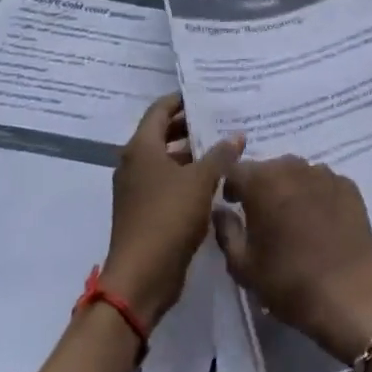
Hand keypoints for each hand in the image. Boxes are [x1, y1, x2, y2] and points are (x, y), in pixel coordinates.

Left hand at [101, 96, 242, 328]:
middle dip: (191, 125)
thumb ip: (220, 155)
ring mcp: (137, 190)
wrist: (142, 277)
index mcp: (141, 149)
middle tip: (223, 118)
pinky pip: (169, 182)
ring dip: (193, 153)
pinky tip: (217, 180)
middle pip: (163, 133)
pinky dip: (189, 176)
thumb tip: (237, 134)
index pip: (160, 110)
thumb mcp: (201, 181)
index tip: (208, 94)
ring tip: (226, 147)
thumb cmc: (168, 218)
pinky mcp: (145, 211)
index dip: (181, 99)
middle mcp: (134, 164)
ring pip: (167, 160)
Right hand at [211, 156, 371, 363]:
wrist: (348, 294)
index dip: (231, 185)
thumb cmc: (288, 282)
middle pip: (270, 167)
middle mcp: (295, 168)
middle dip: (261, 185)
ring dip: (290, 187)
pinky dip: (316, 194)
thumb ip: (226, 230)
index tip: (233, 204)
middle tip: (262, 213)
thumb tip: (222, 210)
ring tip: (293, 216)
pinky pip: (323, 182)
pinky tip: (320, 220)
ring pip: (299, 172)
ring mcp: (326, 175)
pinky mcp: (349, 186)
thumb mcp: (242, 265)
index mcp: (263, 183)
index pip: (236, 169)